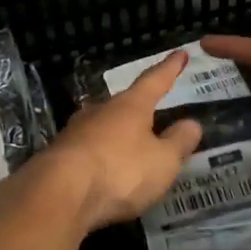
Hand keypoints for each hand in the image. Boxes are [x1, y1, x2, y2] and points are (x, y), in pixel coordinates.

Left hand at [23, 52, 203, 231]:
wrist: (58, 195)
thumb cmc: (120, 171)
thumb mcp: (163, 161)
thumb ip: (178, 142)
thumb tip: (192, 123)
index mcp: (130, 106)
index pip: (155, 81)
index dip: (169, 68)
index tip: (180, 54)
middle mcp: (100, 111)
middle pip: (124, 104)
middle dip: (138, 109)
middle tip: (152, 114)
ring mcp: (75, 133)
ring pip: (102, 127)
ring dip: (116, 135)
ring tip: (129, 146)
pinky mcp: (58, 157)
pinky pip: (87, 151)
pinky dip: (100, 158)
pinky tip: (104, 170)